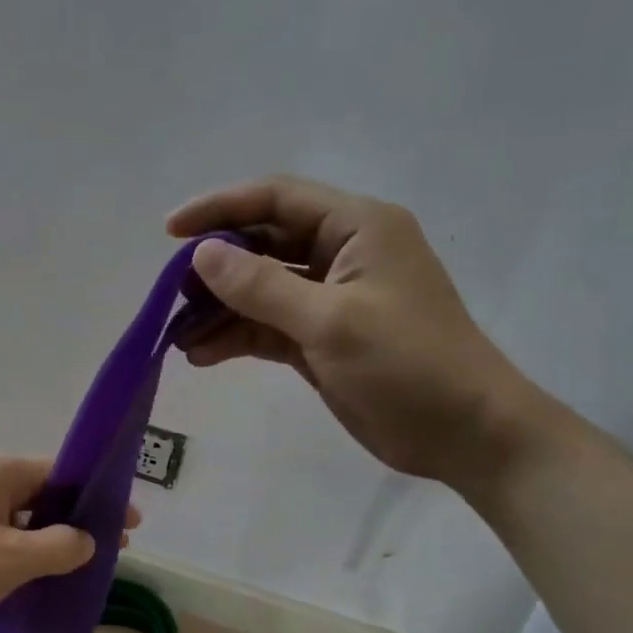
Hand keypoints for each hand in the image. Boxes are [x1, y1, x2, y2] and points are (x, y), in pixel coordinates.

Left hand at [0, 450, 137, 632]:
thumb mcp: (10, 559)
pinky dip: (17, 554)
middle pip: (43, 495)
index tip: (131, 527)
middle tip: (109, 554)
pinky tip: (31, 581)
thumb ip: (59, 548)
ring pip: (19, 519)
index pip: (64, 475)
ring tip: (74, 573)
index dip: (100, 501)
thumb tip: (87, 540)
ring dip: (45, 543)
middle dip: (75, 524)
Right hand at [168, 176, 539, 486]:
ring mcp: (330, 299)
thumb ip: (262, 287)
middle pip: (263, 244)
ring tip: (179, 336)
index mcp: (357, 227)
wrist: (463, 433)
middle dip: (215, 268)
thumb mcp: (331, 321)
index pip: (276, 199)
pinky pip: (267, 327)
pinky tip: (203, 354)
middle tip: (172, 296)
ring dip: (220, 309)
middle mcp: (341, 254)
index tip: (170, 232)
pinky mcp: (321, 340)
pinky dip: (236, 337)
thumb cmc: (408, 364)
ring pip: (260, 290)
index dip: (220, 208)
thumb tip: (201, 255)